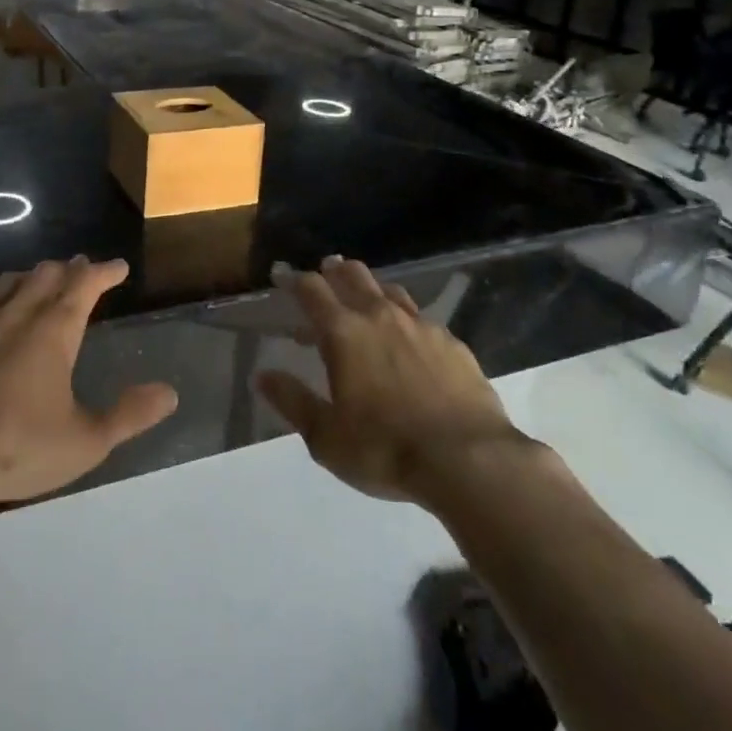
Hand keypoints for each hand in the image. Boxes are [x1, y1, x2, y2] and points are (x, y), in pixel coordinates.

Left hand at [0, 256, 178, 509]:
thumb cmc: (18, 450)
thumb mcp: (86, 441)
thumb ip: (129, 415)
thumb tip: (170, 393)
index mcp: (54, 330)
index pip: (85, 283)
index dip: (104, 271)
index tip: (118, 267)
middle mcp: (18, 312)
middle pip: (47, 273)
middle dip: (70, 269)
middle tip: (82, 271)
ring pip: (11, 280)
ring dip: (33, 276)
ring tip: (42, 281)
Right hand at [257, 257, 526, 506]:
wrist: (469, 461)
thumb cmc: (385, 449)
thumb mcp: (326, 436)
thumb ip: (292, 401)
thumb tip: (262, 375)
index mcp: (343, 332)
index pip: (311, 289)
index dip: (292, 279)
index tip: (281, 275)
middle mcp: (380, 316)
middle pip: (352, 275)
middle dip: (334, 270)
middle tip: (325, 272)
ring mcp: (421, 326)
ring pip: (389, 290)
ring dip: (370, 289)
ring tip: (364, 299)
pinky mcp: (452, 343)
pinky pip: (421, 318)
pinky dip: (405, 319)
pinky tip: (409, 339)